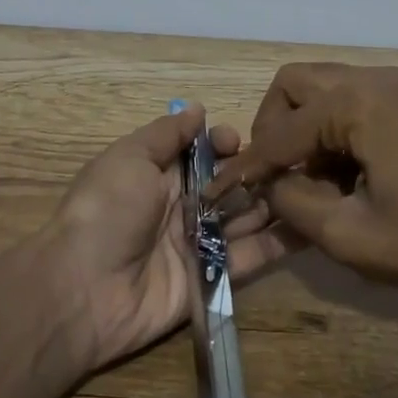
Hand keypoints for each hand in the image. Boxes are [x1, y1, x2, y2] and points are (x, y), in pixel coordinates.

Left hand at [37, 103, 291, 371]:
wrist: (83, 289)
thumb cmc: (106, 210)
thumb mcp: (130, 158)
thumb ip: (166, 134)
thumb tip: (198, 108)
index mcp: (158, 174)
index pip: (203, 152)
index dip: (225, 144)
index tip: (241, 142)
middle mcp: (182, 206)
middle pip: (229, 184)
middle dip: (258, 173)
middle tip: (294, 166)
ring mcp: (199, 243)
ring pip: (245, 218)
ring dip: (274, 203)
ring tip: (313, 188)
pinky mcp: (214, 278)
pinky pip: (251, 257)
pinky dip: (280, 244)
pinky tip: (313, 227)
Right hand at [204, 64, 397, 309]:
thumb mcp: (348, 235)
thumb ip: (292, 203)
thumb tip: (267, 183)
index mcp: (358, 104)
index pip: (280, 132)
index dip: (247, 166)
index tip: (216, 190)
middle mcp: (374, 79)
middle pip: (294, 84)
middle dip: (273, 127)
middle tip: (278, 174)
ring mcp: (397, 85)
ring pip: (321, 87)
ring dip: (303, 127)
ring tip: (315, 178)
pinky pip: (351, 98)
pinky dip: (333, 126)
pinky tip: (346, 170)